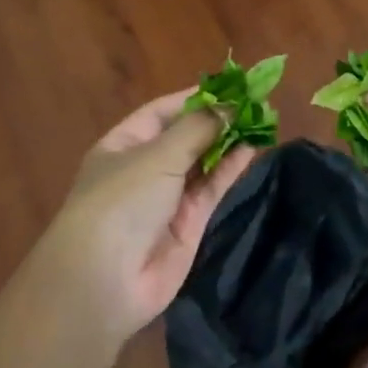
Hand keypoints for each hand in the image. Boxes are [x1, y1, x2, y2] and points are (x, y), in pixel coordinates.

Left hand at [23, 91, 254, 346]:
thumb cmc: (122, 201)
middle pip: (185, 136)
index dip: (195, 98)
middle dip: (216, 120)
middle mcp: (144, 168)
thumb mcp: (157, 156)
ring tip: (261, 121)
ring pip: (203, 162)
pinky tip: (252, 149)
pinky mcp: (189, 223)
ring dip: (228, 142)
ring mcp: (167, 198)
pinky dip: (230, 169)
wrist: (106, 280)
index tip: (231, 87)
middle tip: (255, 103)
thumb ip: (197, 129)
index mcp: (123, 145)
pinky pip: (212, 188)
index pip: (162, 112)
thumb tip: (229, 107)